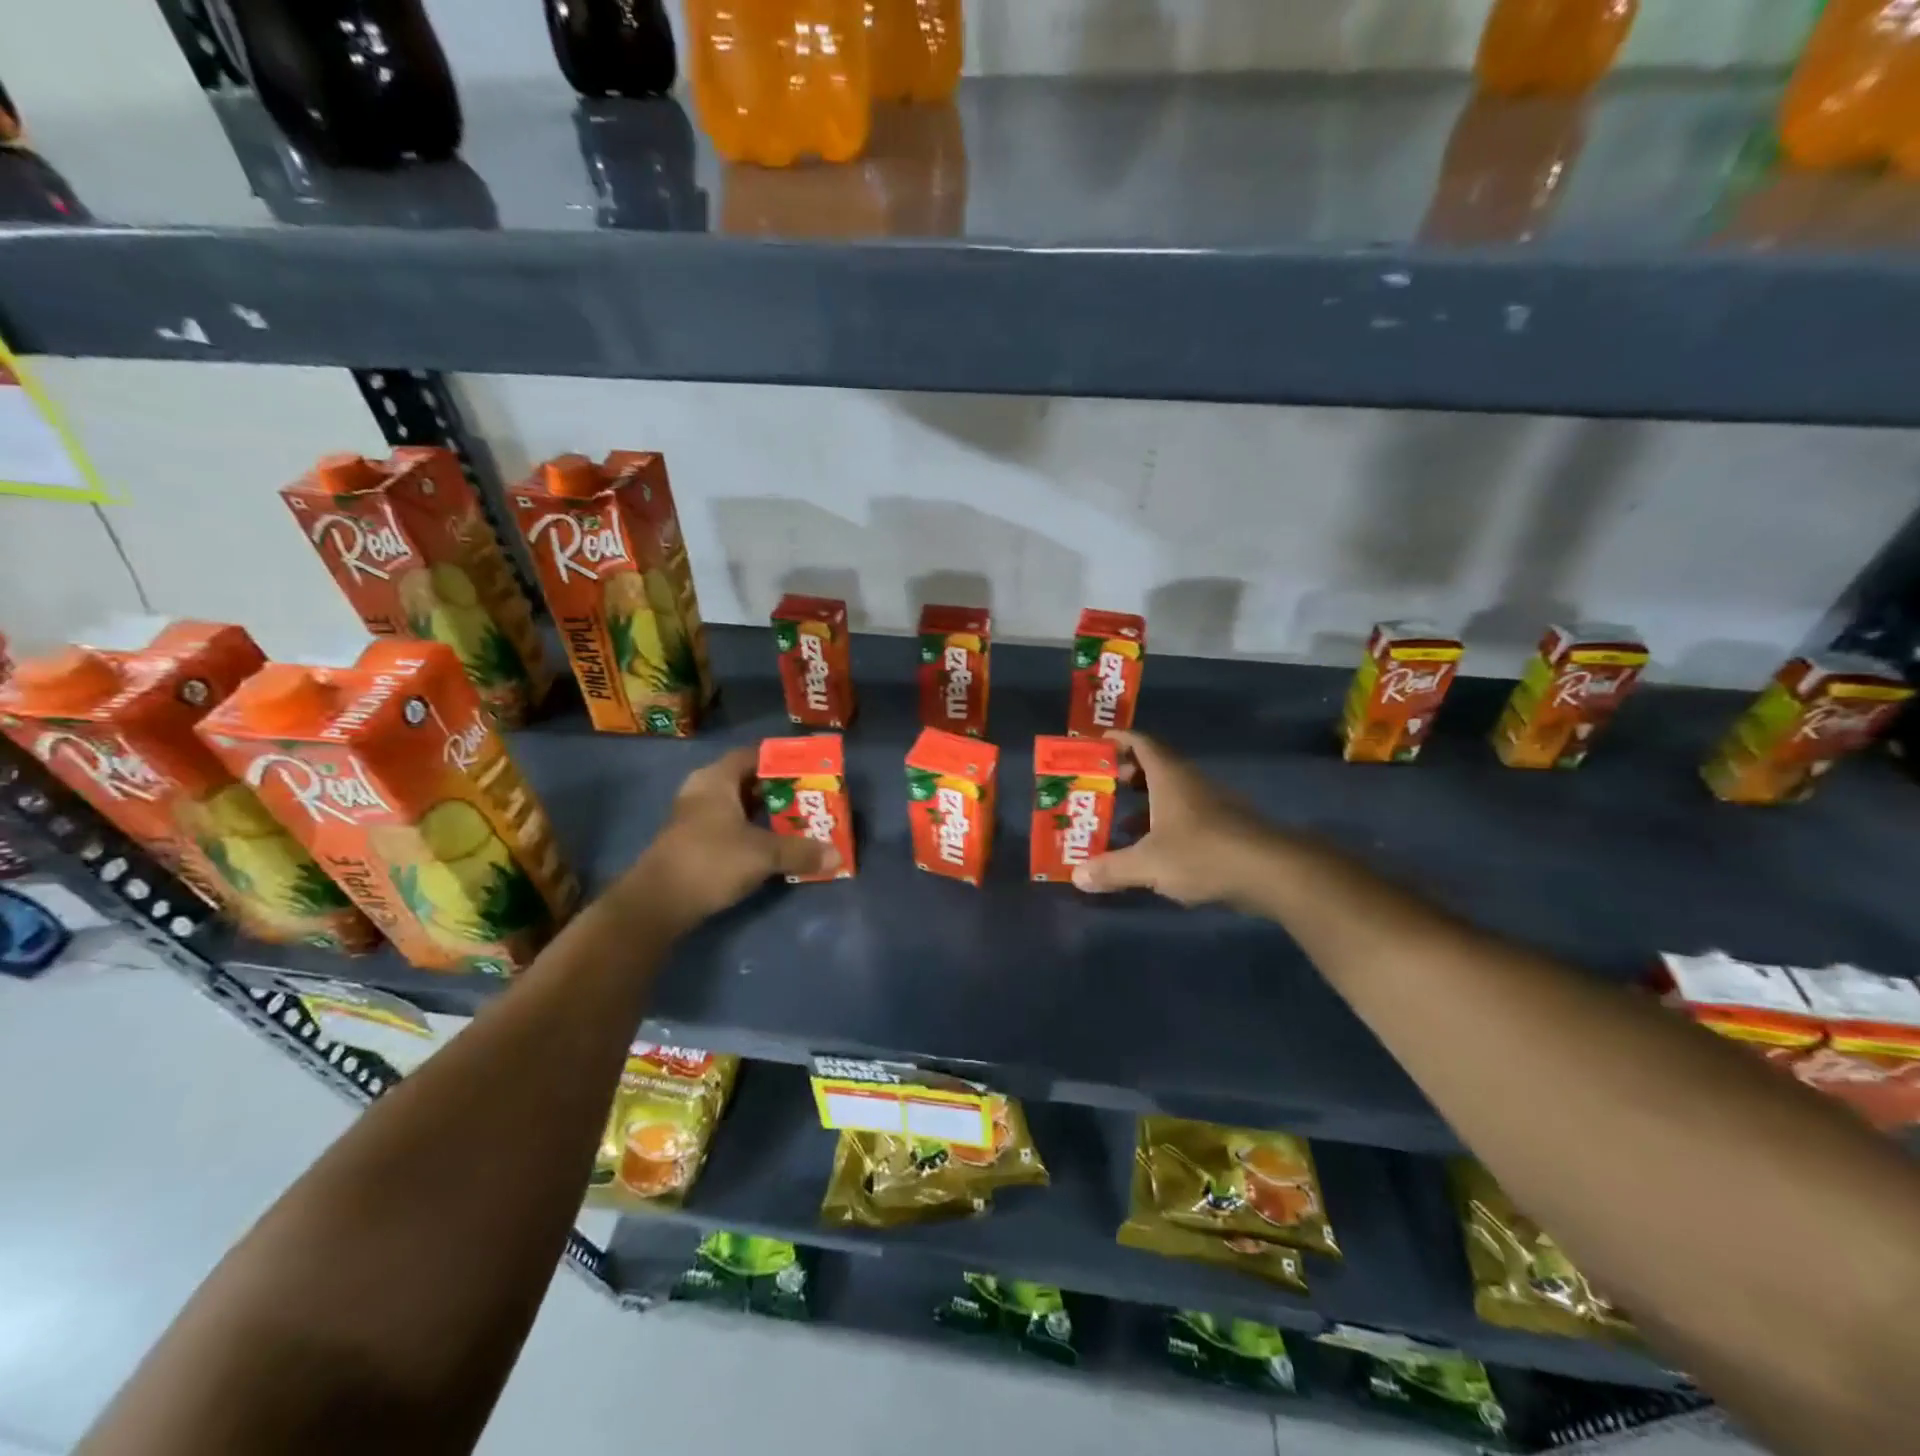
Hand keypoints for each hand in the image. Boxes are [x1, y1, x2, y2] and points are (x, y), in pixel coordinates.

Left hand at [622, 746, 837, 932]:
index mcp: (716, 780)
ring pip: (737, 807)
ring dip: (765, 814)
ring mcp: (694, 819)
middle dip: (778, 790)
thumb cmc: (710, 861)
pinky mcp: (692, 844)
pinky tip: (772, 846)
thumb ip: (801, 852)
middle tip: (809, 797)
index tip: (809, 769)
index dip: (781, 760)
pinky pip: (729, 828)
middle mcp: (702, 792)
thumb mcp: (763, 854)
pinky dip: (751, 832)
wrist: (657, 904)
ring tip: (797, 821)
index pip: (753, 756)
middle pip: (746, 782)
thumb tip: (837, 856)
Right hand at [1071, 731, 1278, 907]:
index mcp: (1169, 777)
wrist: (1272, 872)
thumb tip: (1076, 875)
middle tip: (1103, 785)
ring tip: (1120, 822)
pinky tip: (1154, 850)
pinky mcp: (1226, 828)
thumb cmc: (1202, 853)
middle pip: (1156, 767)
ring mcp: (1212, 804)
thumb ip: (1111, 869)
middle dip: (1128, 774)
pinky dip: (1165, 824)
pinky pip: (1186, 816)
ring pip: (1172, 794)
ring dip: (1146, 803)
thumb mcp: (1148, 864)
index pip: (1141, 743)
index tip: (1098, 743)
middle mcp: (1190, 783)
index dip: (1119, 739)